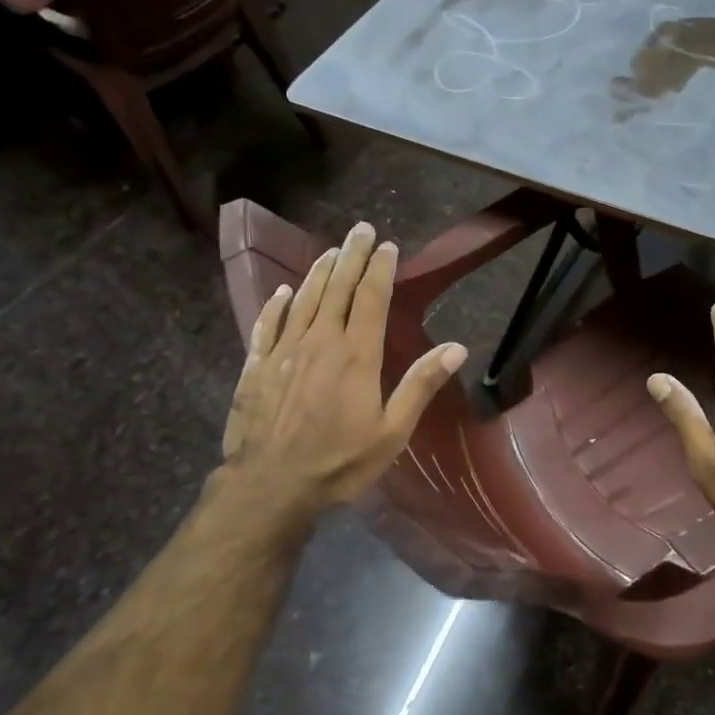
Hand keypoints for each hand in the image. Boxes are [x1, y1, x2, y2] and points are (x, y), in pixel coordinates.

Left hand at [220, 222, 466, 514]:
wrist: (270, 486)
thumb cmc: (339, 462)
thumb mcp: (391, 431)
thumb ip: (420, 385)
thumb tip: (457, 347)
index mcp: (356, 354)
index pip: (371, 298)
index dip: (380, 269)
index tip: (386, 246)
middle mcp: (320, 341)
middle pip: (337, 288)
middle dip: (351, 256)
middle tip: (360, 229)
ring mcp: (284, 351)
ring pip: (304, 299)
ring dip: (319, 272)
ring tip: (330, 250)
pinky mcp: (256, 366)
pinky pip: (267, 325)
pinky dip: (276, 305)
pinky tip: (282, 292)